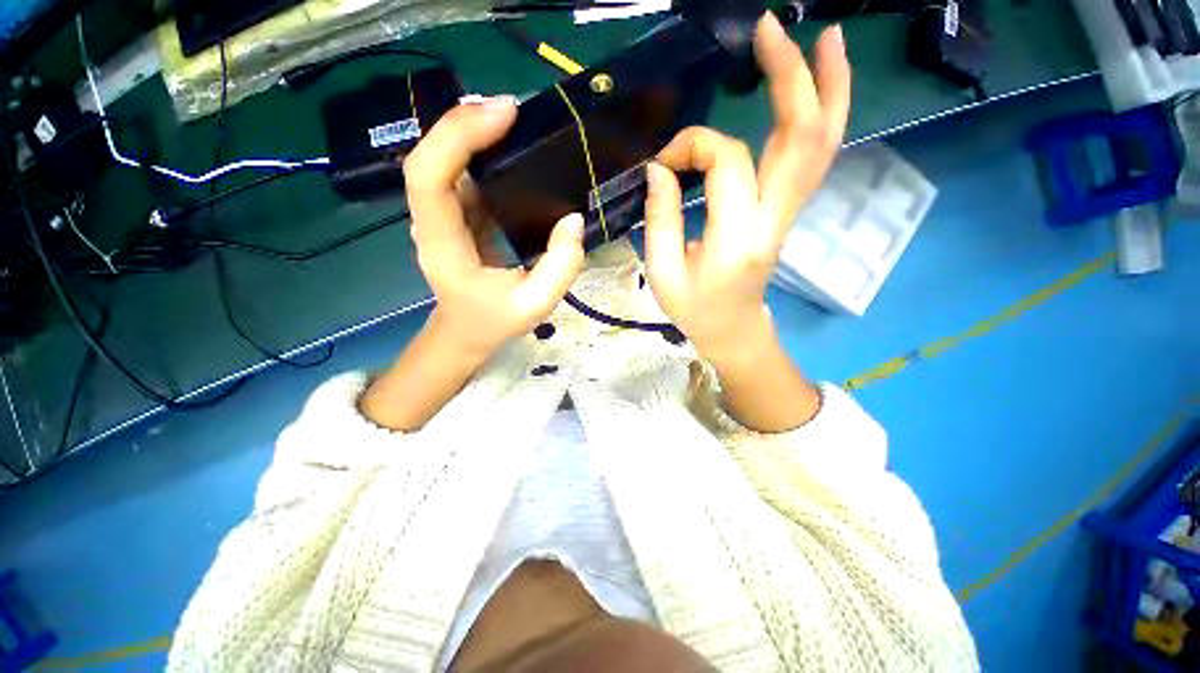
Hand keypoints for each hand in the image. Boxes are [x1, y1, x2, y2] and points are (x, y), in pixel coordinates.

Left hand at [404, 97, 585, 361]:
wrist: (466, 331)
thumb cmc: (493, 322)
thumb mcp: (534, 306)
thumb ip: (559, 269)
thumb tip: (573, 220)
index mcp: (443, 245)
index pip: (428, 178)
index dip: (457, 137)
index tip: (503, 116)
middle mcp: (432, 221)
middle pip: (431, 157)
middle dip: (466, 123)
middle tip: (513, 111)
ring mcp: (443, 214)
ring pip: (445, 159)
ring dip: (474, 132)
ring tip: (515, 121)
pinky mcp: (458, 213)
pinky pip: (464, 172)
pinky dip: (483, 150)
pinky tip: (510, 145)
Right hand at [643, 14, 850, 362]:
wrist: (733, 328)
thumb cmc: (695, 309)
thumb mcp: (663, 272)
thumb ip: (660, 218)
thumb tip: (659, 168)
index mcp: (737, 237)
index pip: (727, 163)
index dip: (692, 147)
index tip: (664, 161)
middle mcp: (773, 218)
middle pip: (801, 136)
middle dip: (791, 76)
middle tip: (772, 29)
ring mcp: (788, 212)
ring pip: (822, 142)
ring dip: (828, 86)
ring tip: (827, 36)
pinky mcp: (788, 209)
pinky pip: (814, 156)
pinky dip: (824, 115)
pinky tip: (821, 86)